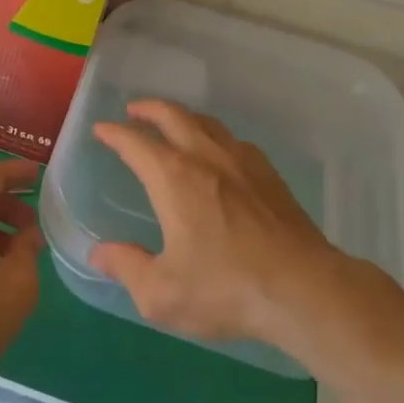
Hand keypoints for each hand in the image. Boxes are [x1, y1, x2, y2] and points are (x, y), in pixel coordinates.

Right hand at [90, 100, 337, 350]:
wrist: (304, 289)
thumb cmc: (226, 289)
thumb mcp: (162, 293)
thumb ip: (127, 268)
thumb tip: (99, 254)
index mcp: (173, 178)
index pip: (135, 142)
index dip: (114, 133)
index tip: (101, 129)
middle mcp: (205, 157)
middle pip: (173, 116)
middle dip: (149, 109)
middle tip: (134, 111)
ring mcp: (242, 162)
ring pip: (206, 123)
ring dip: (183, 116)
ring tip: (173, 123)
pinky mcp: (270, 175)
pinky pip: (235, 141)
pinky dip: (215, 136)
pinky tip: (219, 152)